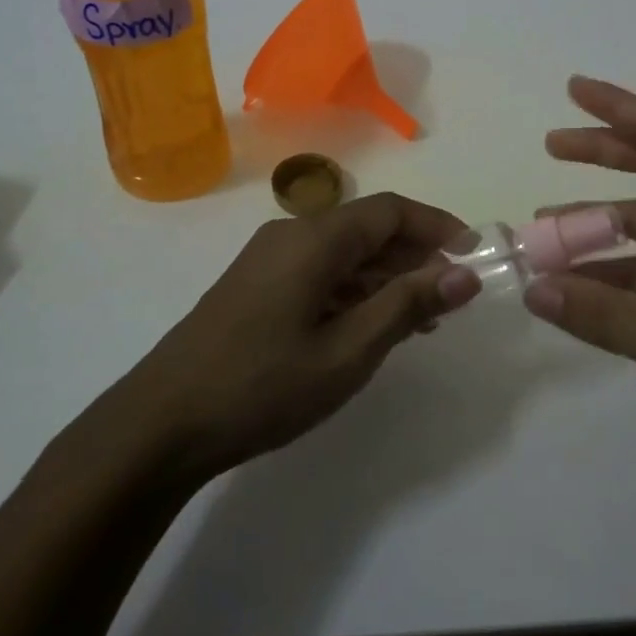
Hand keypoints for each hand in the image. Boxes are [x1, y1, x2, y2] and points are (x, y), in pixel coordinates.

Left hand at [89, 193, 479, 482]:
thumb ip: (407, 305)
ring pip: (344, 252)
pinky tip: (372, 326)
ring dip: (387, 276)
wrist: (161, 425)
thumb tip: (464, 274)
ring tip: (423, 319)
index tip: (474, 255)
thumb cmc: (263, 386)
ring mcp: (269, 260)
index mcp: (315, 238)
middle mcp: (292, 234)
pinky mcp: (256, 285)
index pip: (391, 210)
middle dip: (416, 255)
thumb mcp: (348, 351)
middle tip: (453, 296)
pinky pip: (320, 272)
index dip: (438, 227)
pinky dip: (355, 290)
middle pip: (368, 228)